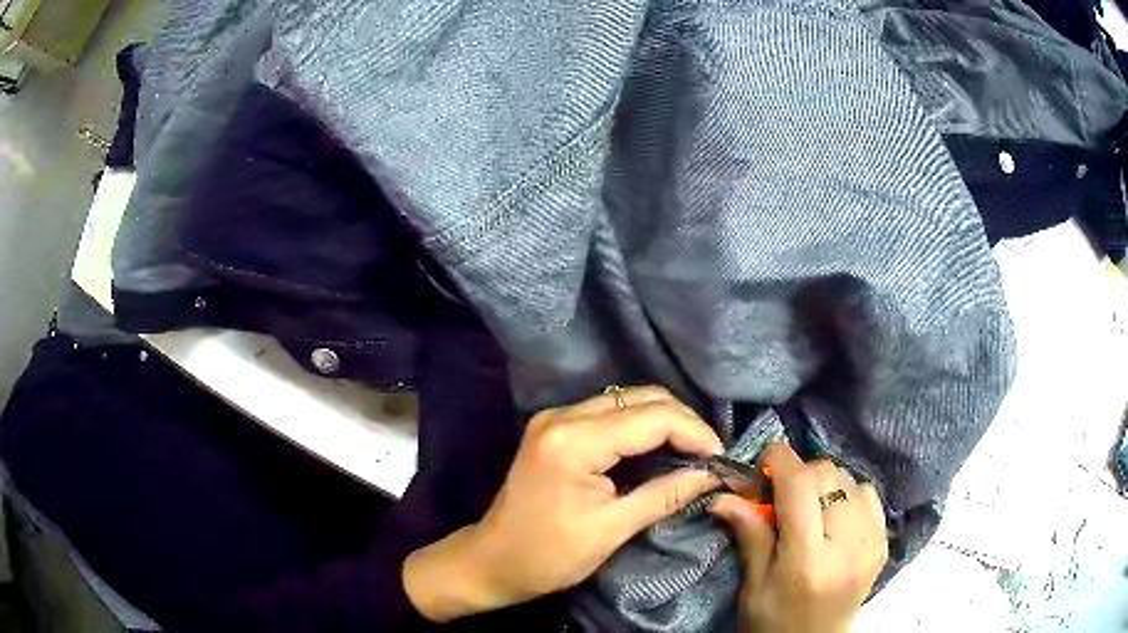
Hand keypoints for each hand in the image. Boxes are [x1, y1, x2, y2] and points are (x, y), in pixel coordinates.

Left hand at [403, 386, 723, 621]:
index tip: (720, 458)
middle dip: (683, 422)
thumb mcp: (612, 529)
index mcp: (574, 441)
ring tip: (692, 452)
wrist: (492, 561)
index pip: (652, 417)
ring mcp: (555, 418)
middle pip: (640, 398)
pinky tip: (660, 449)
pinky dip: (641, 427)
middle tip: (709, 455)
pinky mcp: (554, 428)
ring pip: (627, 400)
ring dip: (664, 421)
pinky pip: (609, 413)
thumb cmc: (548, 556)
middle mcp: (563, 416)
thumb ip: (665, 495)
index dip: (695, 432)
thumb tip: (711, 474)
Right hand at [710, 443, 887, 632]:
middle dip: (799, 475)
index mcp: (808, 560)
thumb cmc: (774, 622)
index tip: (763, 461)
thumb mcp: (753, 586)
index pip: (800, 486)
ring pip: (848, 478)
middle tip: (779, 498)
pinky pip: (867, 493)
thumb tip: (723, 496)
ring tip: (807, 510)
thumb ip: (749, 535)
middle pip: (827, 474)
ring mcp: (872, 540)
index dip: (780, 461)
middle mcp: (848, 544)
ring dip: (823, 484)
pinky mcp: (883, 540)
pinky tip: (832, 517)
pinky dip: (847, 493)